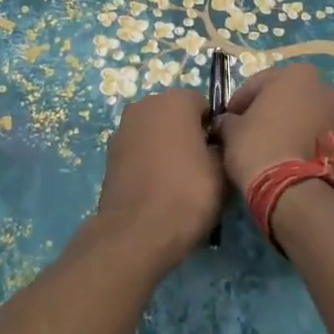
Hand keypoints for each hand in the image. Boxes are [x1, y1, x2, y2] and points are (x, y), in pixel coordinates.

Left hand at [94, 88, 225, 263]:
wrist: (136, 233)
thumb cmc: (188, 194)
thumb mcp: (223, 170)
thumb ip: (224, 146)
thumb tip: (217, 144)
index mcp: (175, 100)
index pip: (204, 105)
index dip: (215, 129)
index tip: (220, 154)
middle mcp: (144, 105)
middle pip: (176, 115)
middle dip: (189, 134)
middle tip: (203, 167)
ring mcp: (123, 129)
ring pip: (156, 132)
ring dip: (167, 147)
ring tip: (180, 181)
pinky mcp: (110, 154)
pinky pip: (139, 149)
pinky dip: (149, 161)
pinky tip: (158, 187)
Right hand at [216, 62, 333, 192]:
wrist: (291, 187)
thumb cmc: (257, 145)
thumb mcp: (231, 128)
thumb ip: (229, 118)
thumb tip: (227, 122)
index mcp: (297, 74)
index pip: (258, 83)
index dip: (240, 101)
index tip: (229, 118)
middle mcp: (324, 87)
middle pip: (287, 95)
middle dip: (270, 108)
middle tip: (250, 128)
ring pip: (305, 114)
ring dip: (290, 123)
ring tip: (271, 144)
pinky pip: (317, 133)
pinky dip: (303, 138)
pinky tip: (287, 153)